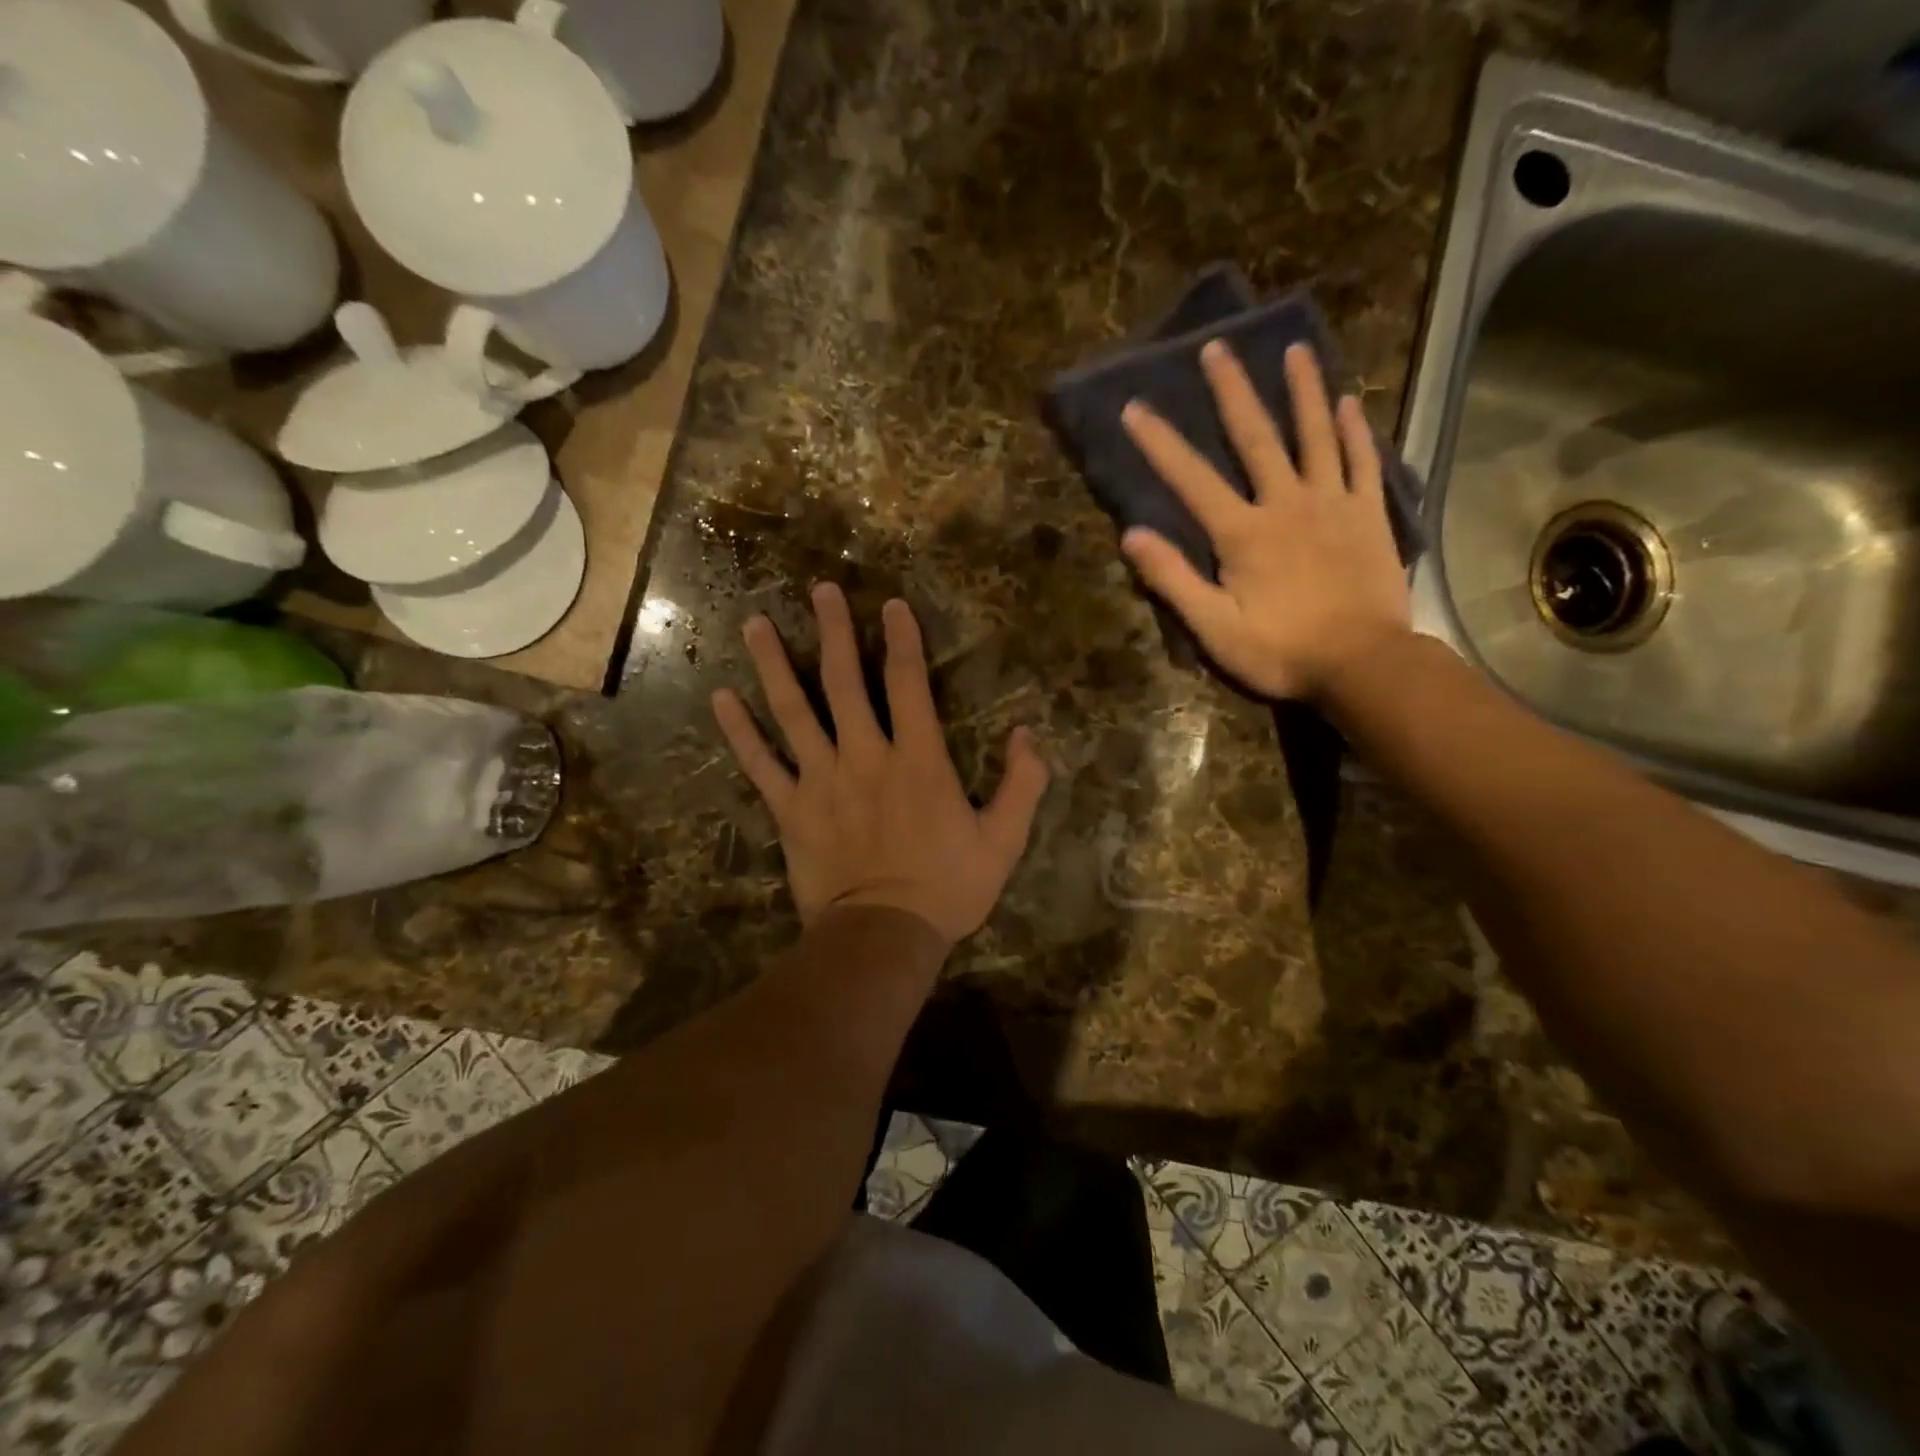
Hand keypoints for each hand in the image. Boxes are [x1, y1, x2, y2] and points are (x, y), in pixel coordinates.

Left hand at [711, 584, 1049, 947]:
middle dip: (832, 631)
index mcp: (917, 759)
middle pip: (843, 682)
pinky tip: (720, 698)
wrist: (884, 937)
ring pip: (793, 711)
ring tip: (756, 623)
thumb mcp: (1004, 841)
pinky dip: (740, 731)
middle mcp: (865, 756)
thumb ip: (1022, 785)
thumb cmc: (948, 888)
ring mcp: (821, 780)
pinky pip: (760, 764)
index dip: (902, 640)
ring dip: (774, 664)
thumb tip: (1030, 734)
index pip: (907, 684)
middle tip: (820, 590)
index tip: (891, 605)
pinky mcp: (791, 809)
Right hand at [1119, 341, 1411, 701]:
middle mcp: (1286, 503)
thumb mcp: (1214, 628)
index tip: (1136, 406)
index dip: (1160, 443)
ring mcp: (1333, 504)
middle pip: (1256, 438)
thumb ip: (1173, 579)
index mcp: (1243, 533)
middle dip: (1233, 392)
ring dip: (1302, 391)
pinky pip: (1362, 463)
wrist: (1363, 663)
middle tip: (1217, 346)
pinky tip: (1348, 403)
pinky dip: (1355, 431)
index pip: (1192, 479)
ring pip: (1315, 436)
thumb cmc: (1281, 651)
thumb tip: (1132, 535)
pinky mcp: (1369, 515)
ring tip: (1295, 349)